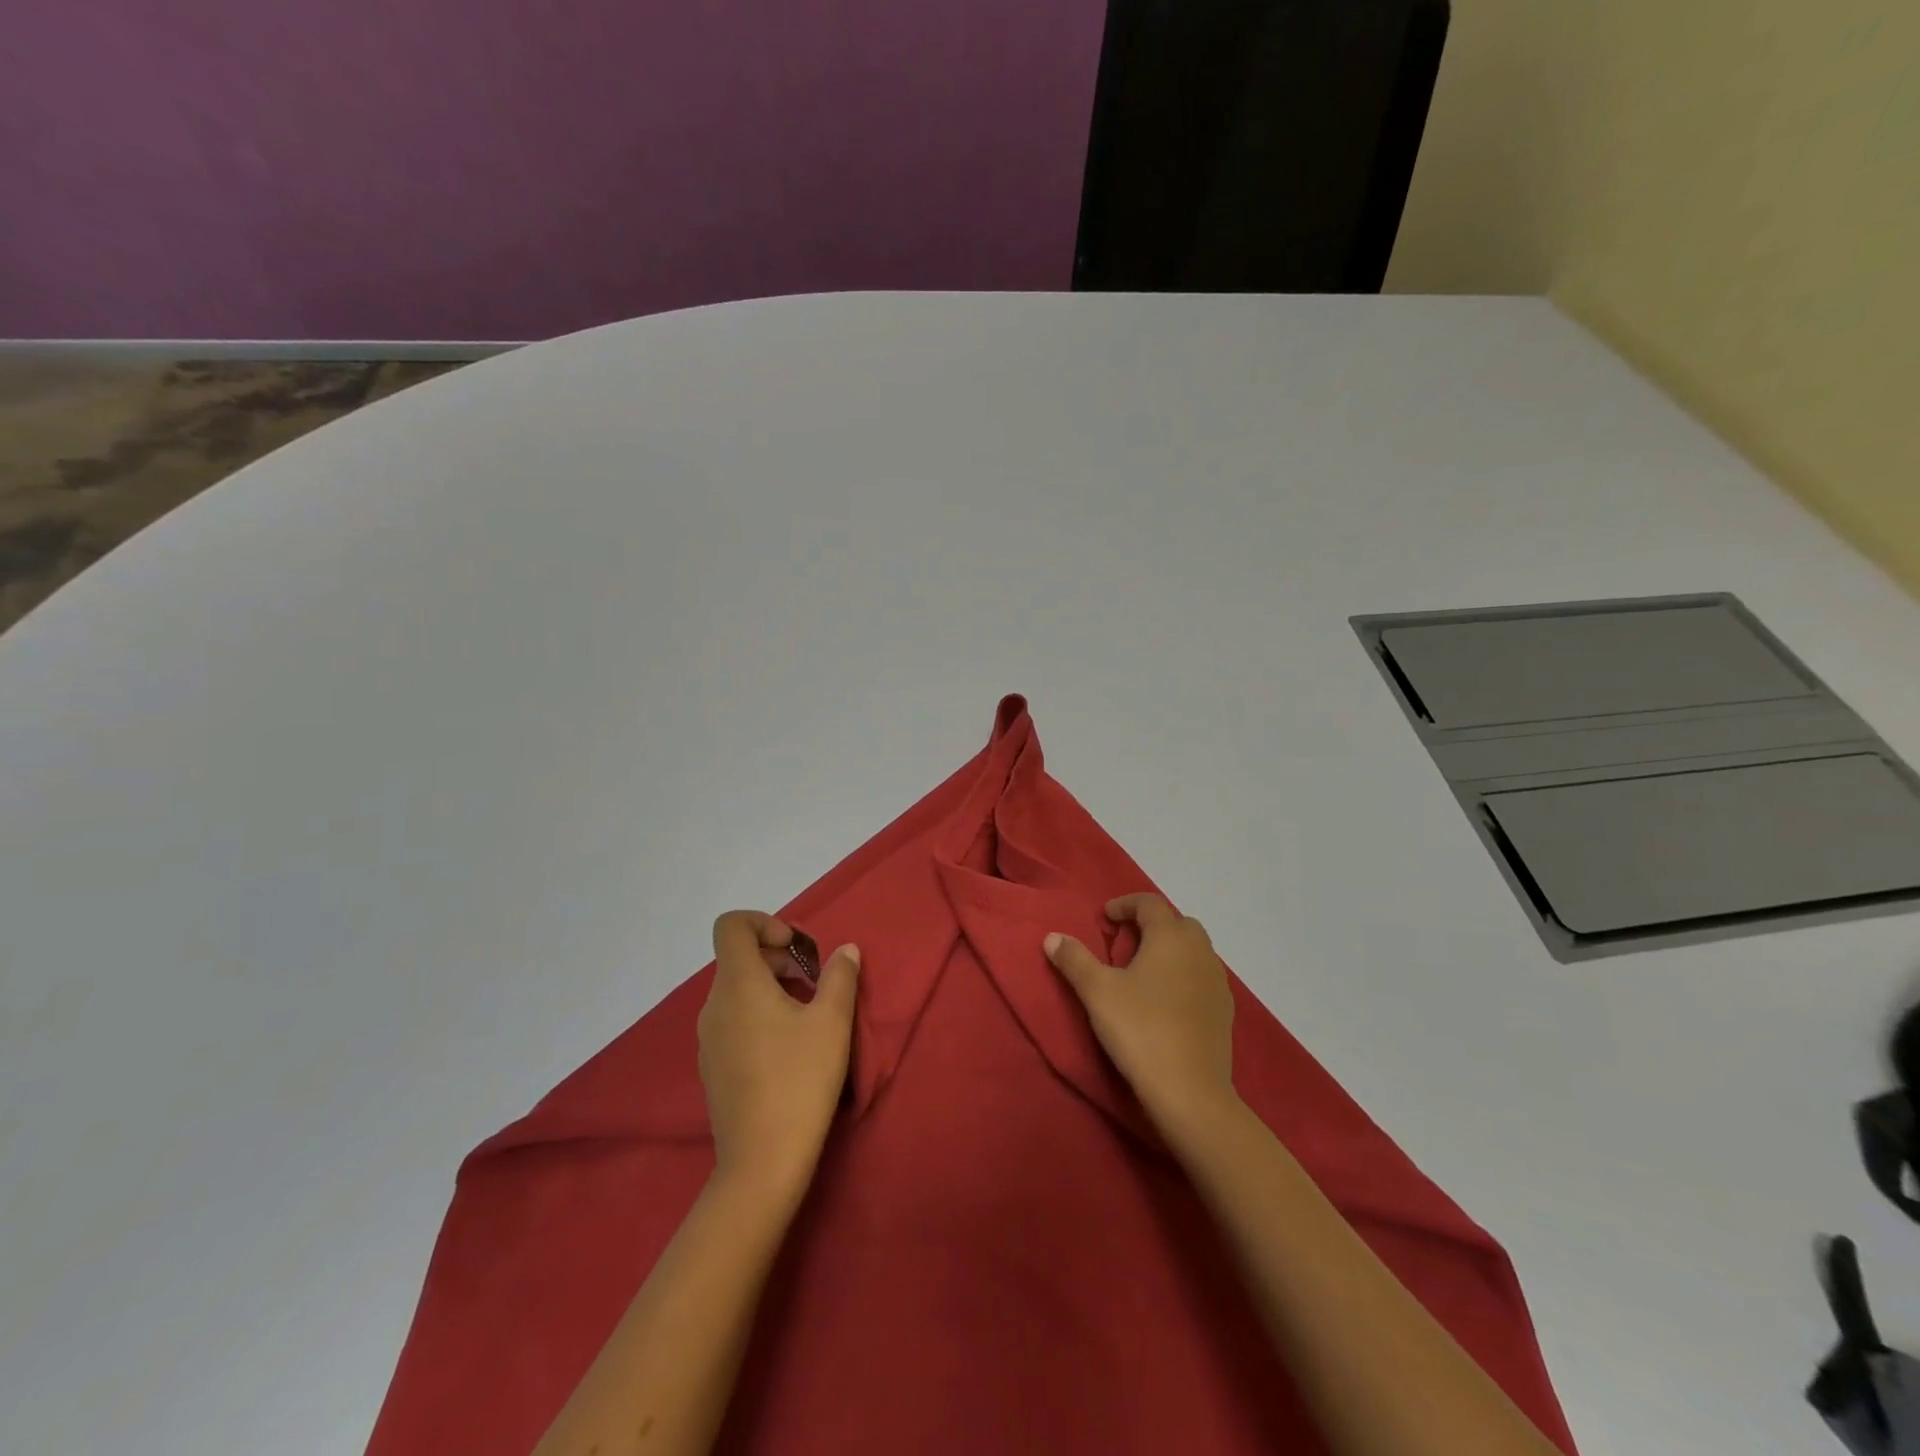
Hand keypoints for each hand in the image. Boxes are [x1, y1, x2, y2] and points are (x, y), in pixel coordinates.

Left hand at [698, 911, 860, 1198]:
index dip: (764, 922)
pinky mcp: (713, 1068)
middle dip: (777, 958)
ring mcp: (709, 1039)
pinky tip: (789, 1049)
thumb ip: (839, 977)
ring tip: (807, 1015)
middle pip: (738, 958)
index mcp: (738, 984)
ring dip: (771, 988)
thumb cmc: (800, 1079)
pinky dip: (759, 1016)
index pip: (731, 926)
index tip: (796, 948)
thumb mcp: (832, 1022)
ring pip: (737, 992)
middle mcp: (714, 1005)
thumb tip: (844, 951)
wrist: (762, 1162)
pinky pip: (733, 1021)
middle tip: (814, 982)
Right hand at [1045, 893, 1236, 1136]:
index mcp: (1170, 937)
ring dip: (1169, 950)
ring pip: (1193, 949)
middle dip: (1150, 925)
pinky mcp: (1225, 1010)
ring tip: (1142, 971)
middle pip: (1176, 922)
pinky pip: (1202, 976)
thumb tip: (1053, 937)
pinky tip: (1166, 1000)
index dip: (1125, 904)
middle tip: (1124, 943)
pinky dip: (1183, 975)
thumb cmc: (1140, 1029)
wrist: (1190, 1091)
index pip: (1149, 903)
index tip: (1105, 918)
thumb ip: (1074, 959)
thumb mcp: (1097, 991)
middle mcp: (1200, 950)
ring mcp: (1217, 981)